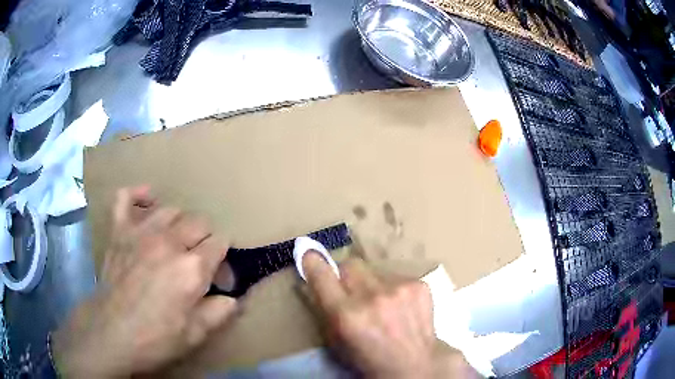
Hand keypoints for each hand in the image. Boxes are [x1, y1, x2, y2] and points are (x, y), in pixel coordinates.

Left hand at [52, 186, 236, 377]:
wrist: (111, 334)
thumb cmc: (155, 339)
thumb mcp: (195, 335)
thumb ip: (220, 312)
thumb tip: (233, 298)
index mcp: (192, 268)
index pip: (220, 244)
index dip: (224, 261)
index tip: (219, 280)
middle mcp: (169, 242)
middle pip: (199, 222)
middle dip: (205, 241)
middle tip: (198, 264)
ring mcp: (141, 232)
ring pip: (171, 210)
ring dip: (179, 224)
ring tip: (175, 243)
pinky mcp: (119, 231)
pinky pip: (126, 197)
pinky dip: (137, 195)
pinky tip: (146, 201)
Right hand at [302, 254, 434, 378]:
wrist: (415, 365)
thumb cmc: (369, 359)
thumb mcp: (337, 341)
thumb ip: (326, 309)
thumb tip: (318, 280)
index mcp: (347, 315)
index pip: (322, 274)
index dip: (313, 262)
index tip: (309, 255)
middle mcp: (372, 297)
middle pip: (350, 264)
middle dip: (347, 276)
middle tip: (352, 292)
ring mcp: (399, 289)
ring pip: (375, 271)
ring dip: (372, 285)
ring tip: (382, 306)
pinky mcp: (420, 285)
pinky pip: (396, 277)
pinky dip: (393, 289)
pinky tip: (401, 308)